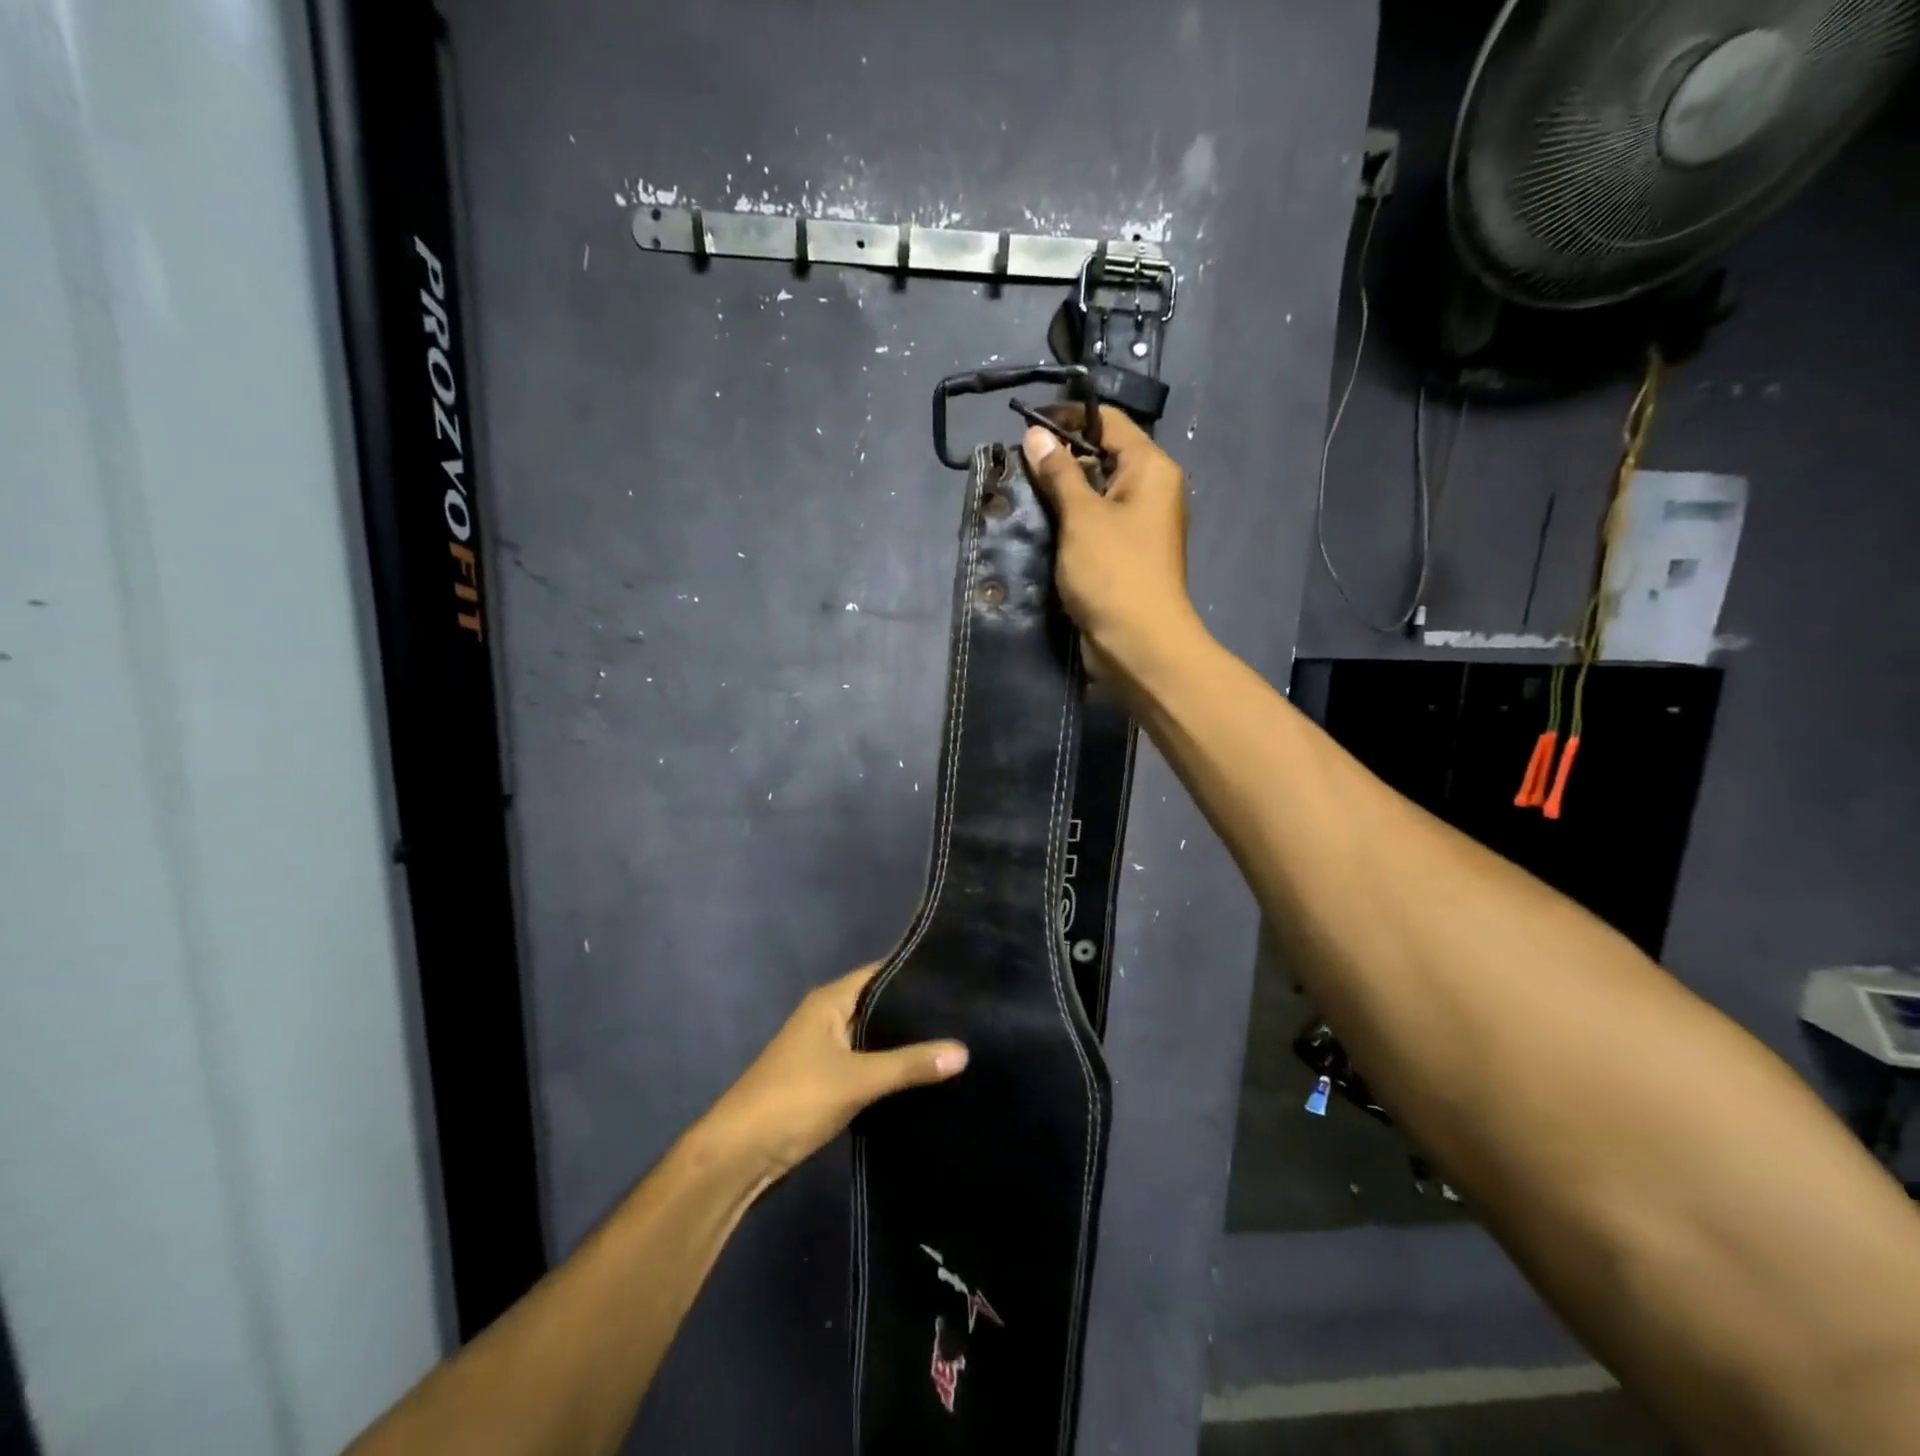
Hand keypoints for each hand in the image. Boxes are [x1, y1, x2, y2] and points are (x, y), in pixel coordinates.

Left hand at [709, 965, 967, 1176]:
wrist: (739, 1156)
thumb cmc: (794, 1099)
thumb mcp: (857, 1079)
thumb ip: (909, 1064)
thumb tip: (964, 1051)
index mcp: (830, 1001)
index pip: (881, 973)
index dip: (915, 973)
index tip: (957, 977)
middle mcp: (828, 1017)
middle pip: (879, 1005)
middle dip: (915, 1010)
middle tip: (965, 1013)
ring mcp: (826, 1050)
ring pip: (874, 1037)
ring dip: (904, 1041)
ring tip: (956, 1039)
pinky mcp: (828, 1081)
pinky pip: (867, 1063)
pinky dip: (891, 1067)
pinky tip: (924, 1074)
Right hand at [1021, 409, 1204, 686]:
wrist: (1139, 645)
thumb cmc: (1114, 572)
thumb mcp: (1081, 517)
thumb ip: (1058, 473)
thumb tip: (1036, 435)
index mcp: (1151, 469)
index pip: (1109, 423)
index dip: (1068, 418)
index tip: (1025, 427)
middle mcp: (1150, 491)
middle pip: (1102, 457)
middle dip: (1060, 458)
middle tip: (1016, 466)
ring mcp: (1137, 526)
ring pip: (1095, 495)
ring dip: (1061, 494)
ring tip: (1020, 494)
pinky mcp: (1123, 556)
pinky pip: (1094, 526)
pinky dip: (1069, 523)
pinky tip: (1038, 527)